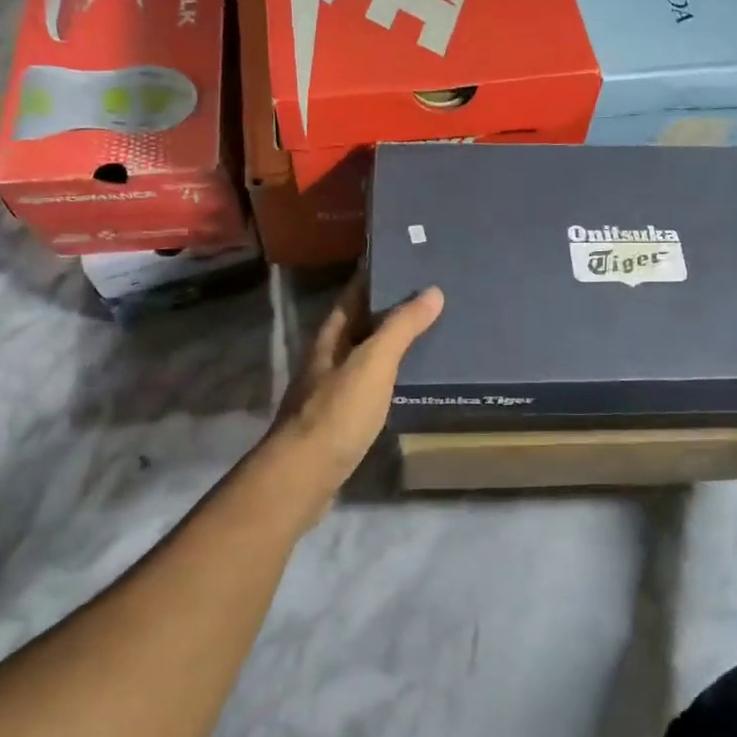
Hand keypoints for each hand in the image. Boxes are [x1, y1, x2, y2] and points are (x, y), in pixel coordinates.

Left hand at [266, 272, 443, 516]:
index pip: (351, 296)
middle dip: (384, 310)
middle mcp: (325, 360)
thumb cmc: (338, 411)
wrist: (305, 474)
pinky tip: (405, 382)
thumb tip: (432, 291)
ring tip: (423, 335)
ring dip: (385, 345)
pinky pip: (366, 387)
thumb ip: (401, 327)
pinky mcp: (337, 421)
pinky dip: (385, 377)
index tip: (401, 262)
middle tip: (425, 298)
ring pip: (360, 357)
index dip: (372, 278)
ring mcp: (328, 392)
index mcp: (329, 339)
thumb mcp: (374, 362)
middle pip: (355, 326)